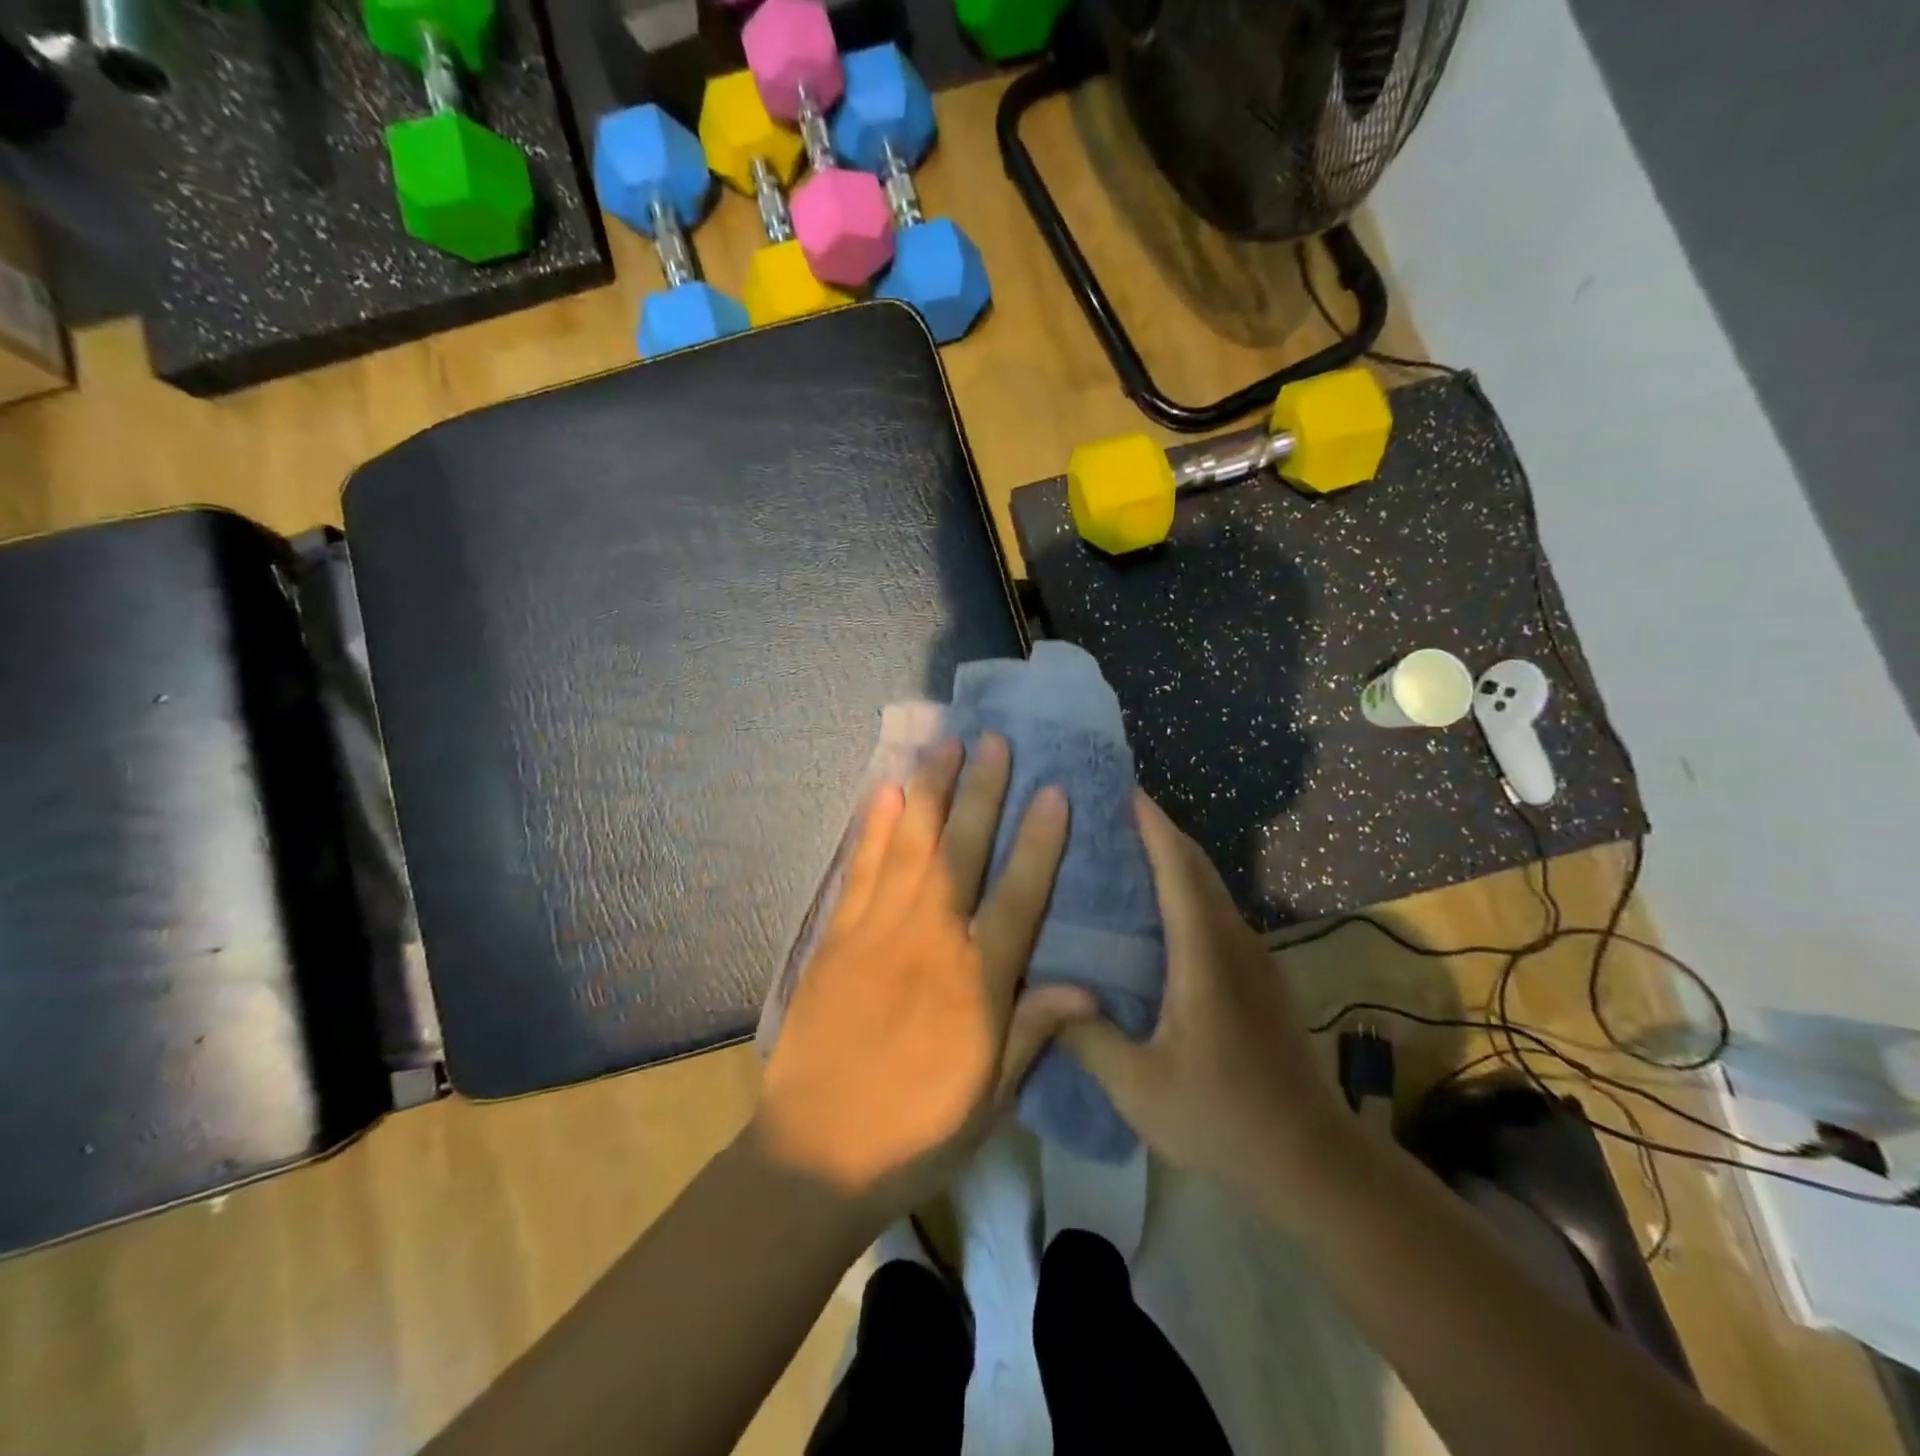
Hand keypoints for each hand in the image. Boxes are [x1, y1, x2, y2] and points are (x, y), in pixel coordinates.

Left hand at [752, 734, 1094, 1219]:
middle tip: (994, 741)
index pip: (1018, 896)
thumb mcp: (990, 1098)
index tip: (1054, 791)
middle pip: (961, 851)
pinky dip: (874, 828)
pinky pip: (861, 870)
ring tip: (944, 746)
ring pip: (910, 846)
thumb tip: (1087, 986)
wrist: (815, 1154)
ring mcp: (877, 932)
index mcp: (975, 983)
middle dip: (981, 792)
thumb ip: (1035, 1032)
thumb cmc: (916, 1132)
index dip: (1039, 841)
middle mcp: (929, 941)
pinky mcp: (837, 937)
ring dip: (929, 792)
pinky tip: (884, 792)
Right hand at [1060, 793, 1347, 1200]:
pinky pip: (1214, 911)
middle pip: (1197, 867)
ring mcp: (1252, 958)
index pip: (1179, 871)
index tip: (1121, 789)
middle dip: (1157, 829)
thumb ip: (1087, 1038)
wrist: (1311, 1160)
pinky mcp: (1258, 976)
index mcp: (1205, 957)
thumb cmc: (1222, 1119)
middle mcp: (1233, 943)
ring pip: (1209, 887)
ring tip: (1121, 847)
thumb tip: (1041, 994)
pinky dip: (1184, 888)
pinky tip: (1152, 908)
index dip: (1152, 825)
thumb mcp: (1140, 1088)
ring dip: (1172, 857)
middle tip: (1106, 811)